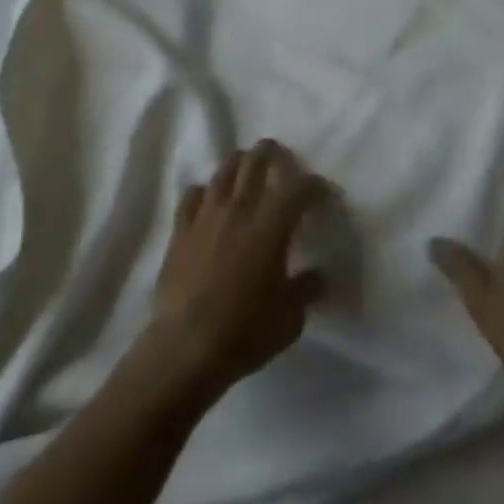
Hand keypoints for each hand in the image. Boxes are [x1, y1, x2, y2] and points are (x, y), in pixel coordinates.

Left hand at [142, 140, 328, 399]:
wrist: (185, 349)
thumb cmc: (244, 333)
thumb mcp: (289, 319)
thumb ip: (306, 290)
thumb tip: (318, 276)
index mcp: (271, 226)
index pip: (299, 188)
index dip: (314, 185)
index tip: (322, 192)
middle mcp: (240, 209)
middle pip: (256, 161)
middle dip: (272, 153)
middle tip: (280, 157)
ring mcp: (207, 216)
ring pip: (224, 170)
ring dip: (239, 164)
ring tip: (246, 168)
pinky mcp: (181, 230)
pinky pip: (192, 195)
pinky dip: (204, 192)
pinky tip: (209, 200)